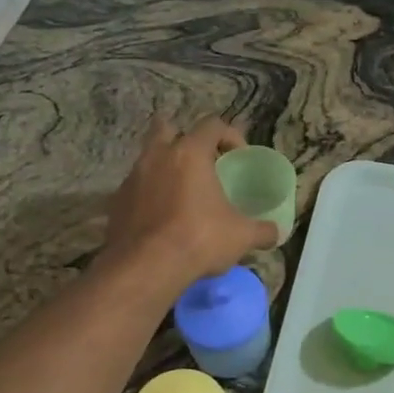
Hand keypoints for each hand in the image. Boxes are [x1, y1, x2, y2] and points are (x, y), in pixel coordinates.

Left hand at [102, 118, 277, 291]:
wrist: (145, 267)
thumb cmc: (199, 239)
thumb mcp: (241, 236)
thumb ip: (262, 230)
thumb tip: (277, 232)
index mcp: (189, 153)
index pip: (212, 125)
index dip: (229, 134)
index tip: (238, 156)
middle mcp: (157, 156)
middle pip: (166, 128)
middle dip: (182, 138)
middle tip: (199, 162)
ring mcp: (132, 178)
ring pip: (148, 159)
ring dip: (164, 168)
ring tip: (181, 194)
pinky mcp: (116, 202)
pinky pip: (135, 188)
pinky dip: (149, 196)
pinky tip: (161, 219)